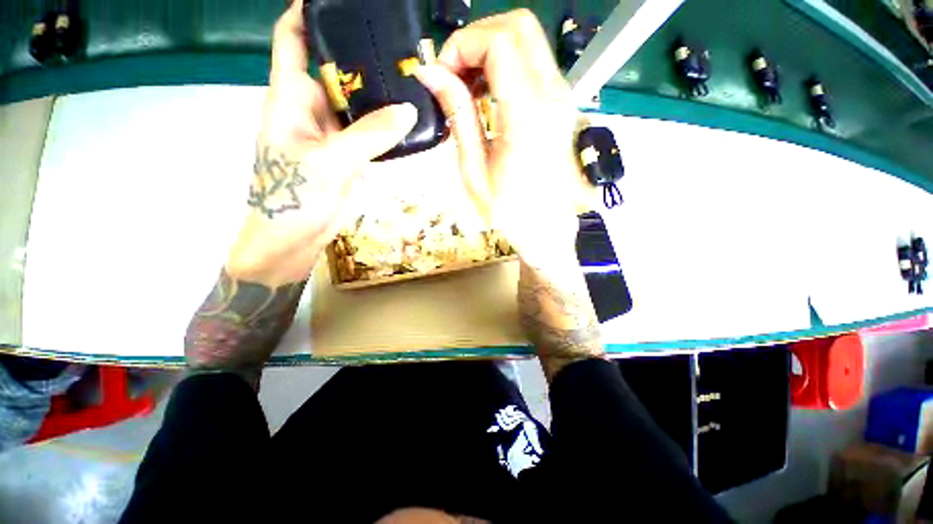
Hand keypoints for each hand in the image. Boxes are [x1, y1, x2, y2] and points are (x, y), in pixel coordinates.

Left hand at [227, 0, 416, 286]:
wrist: (294, 238)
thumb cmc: (294, 197)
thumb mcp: (330, 162)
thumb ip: (370, 136)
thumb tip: (408, 112)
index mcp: (290, 98)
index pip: (293, 40)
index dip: (307, 13)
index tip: (339, 2)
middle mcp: (309, 109)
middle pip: (333, 69)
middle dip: (359, 56)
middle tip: (395, 49)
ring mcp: (330, 134)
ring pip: (354, 103)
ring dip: (376, 94)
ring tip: (407, 80)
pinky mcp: (345, 155)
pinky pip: (366, 131)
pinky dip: (383, 125)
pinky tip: (404, 120)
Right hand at [415, 10, 580, 264]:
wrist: (544, 224)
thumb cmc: (508, 209)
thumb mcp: (474, 170)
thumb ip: (457, 116)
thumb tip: (431, 73)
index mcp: (528, 116)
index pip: (498, 43)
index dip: (462, 45)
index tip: (442, 74)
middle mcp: (552, 96)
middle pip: (517, 26)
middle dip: (476, 38)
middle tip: (453, 74)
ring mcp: (560, 96)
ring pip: (526, 38)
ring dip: (488, 50)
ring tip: (465, 87)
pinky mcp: (559, 102)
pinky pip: (531, 61)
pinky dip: (503, 64)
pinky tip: (485, 93)